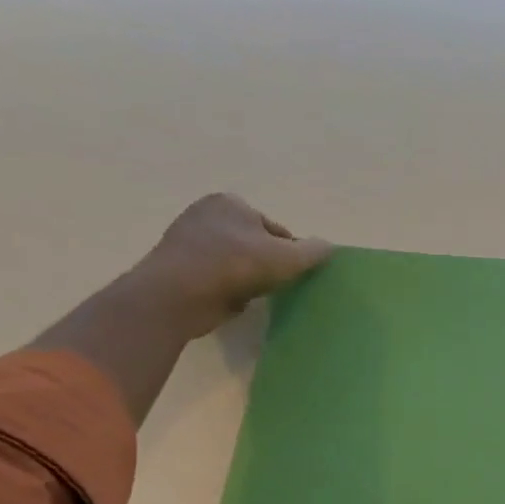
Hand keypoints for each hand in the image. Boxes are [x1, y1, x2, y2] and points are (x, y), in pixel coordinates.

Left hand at [131, 193, 332, 338]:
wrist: (176, 296)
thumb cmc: (235, 266)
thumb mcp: (288, 257)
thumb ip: (313, 251)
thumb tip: (328, 247)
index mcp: (229, 203)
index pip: (275, 229)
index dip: (289, 252)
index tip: (292, 272)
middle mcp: (205, 214)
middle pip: (255, 244)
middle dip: (267, 263)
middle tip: (276, 285)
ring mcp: (187, 241)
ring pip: (236, 262)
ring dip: (248, 277)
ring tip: (255, 294)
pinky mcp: (178, 268)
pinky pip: (217, 277)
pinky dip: (228, 288)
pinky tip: (234, 300)